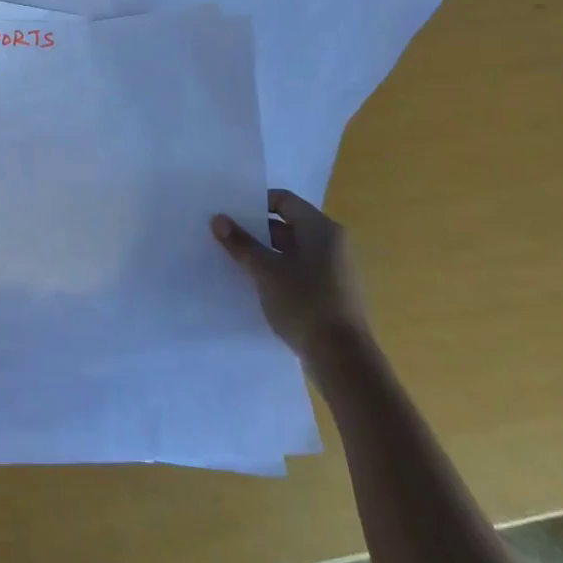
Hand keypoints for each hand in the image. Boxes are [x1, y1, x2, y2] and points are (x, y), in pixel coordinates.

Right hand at [213, 189, 369, 360]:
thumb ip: (241, 243)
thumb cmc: (305, 303)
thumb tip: (218, 218)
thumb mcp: (265, 271)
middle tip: (227, 236)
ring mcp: (335, 270)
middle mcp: (333, 243)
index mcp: (321, 229)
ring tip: (237, 261)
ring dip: (267, 253)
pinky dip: (280, 272)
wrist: (343, 361)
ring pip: (294, 250)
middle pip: (289, 225)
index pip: (284, 200)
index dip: (256, 203)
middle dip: (257, 230)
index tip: (231, 213)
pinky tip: (258, 285)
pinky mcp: (333, 293)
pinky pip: (301, 271)